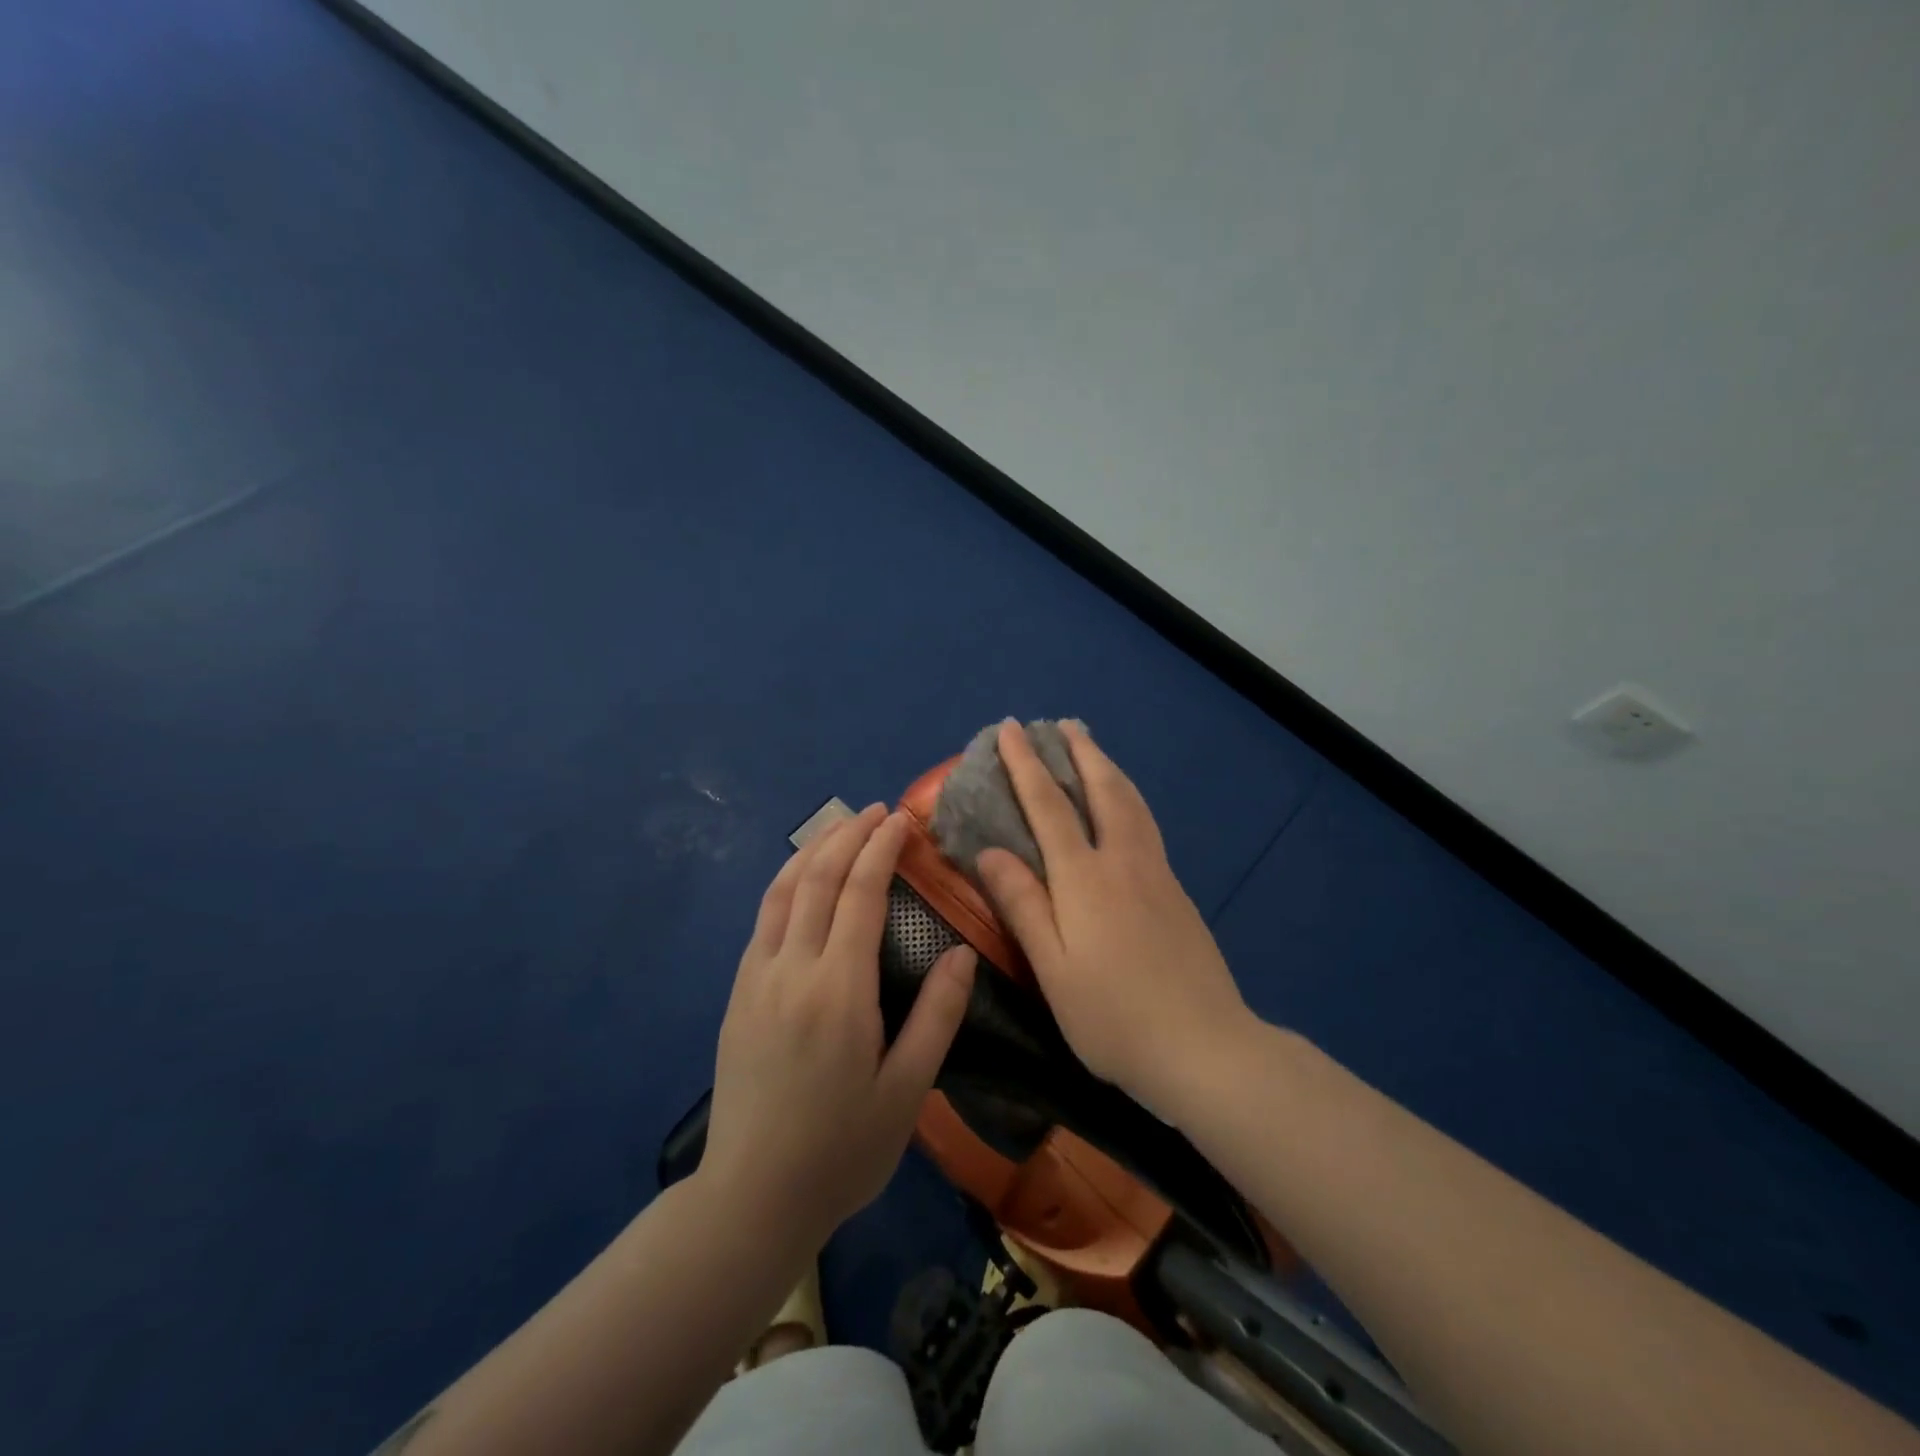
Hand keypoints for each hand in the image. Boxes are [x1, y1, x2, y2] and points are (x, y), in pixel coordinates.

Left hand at [703, 804, 976, 1248]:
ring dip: (812, 850)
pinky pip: (763, 919)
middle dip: (848, 835)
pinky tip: (802, 881)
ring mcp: (757, 978)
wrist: (753, 1197)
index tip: (901, 819)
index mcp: (838, 989)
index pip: (860, 894)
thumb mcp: (908, 1090)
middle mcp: (792, 969)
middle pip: (817, 879)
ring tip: (840, 828)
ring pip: (782, 891)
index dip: (881, 849)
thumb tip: (962, 952)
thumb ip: (937, 1015)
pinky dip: (786, 883)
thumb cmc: (842, 1149)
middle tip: (876, 811)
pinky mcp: (738, 994)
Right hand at [976, 721, 1253, 1116]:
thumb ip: (1023, 905)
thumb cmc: (1114, 1017)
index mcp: (1085, 879)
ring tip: (1093, 749)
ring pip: (1132, 803)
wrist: (1206, 1048)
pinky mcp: (1177, 892)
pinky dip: (1128, 797)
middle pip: (1102, 789)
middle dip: (1080, 752)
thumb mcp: (1053, 969)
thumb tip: (991, 851)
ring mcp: (1157, 874)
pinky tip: (1125, 808)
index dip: (1026, 765)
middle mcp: (1123, 862)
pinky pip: (1146, 824)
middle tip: (1063, 724)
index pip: (1049, 807)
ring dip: (1109, 768)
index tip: (1010, 730)